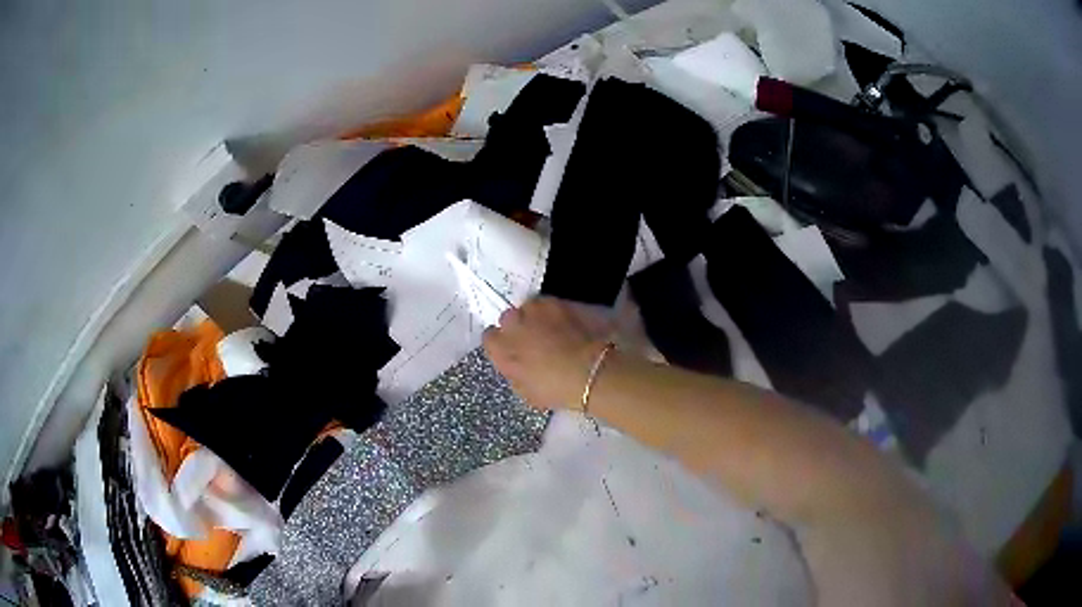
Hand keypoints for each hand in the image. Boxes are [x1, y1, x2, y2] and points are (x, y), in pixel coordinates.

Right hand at [483, 297, 612, 409]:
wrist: (587, 371)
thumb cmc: (555, 390)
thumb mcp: (526, 392)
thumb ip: (514, 373)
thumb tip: (515, 365)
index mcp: (500, 349)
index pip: (489, 337)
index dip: (502, 343)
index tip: (512, 349)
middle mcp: (511, 325)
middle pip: (507, 318)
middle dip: (517, 327)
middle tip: (533, 339)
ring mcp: (533, 310)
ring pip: (528, 308)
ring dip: (535, 317)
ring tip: (551, 328)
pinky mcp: (555, 302)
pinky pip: (548, 303)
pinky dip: (554, 311)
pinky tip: (565, 322)